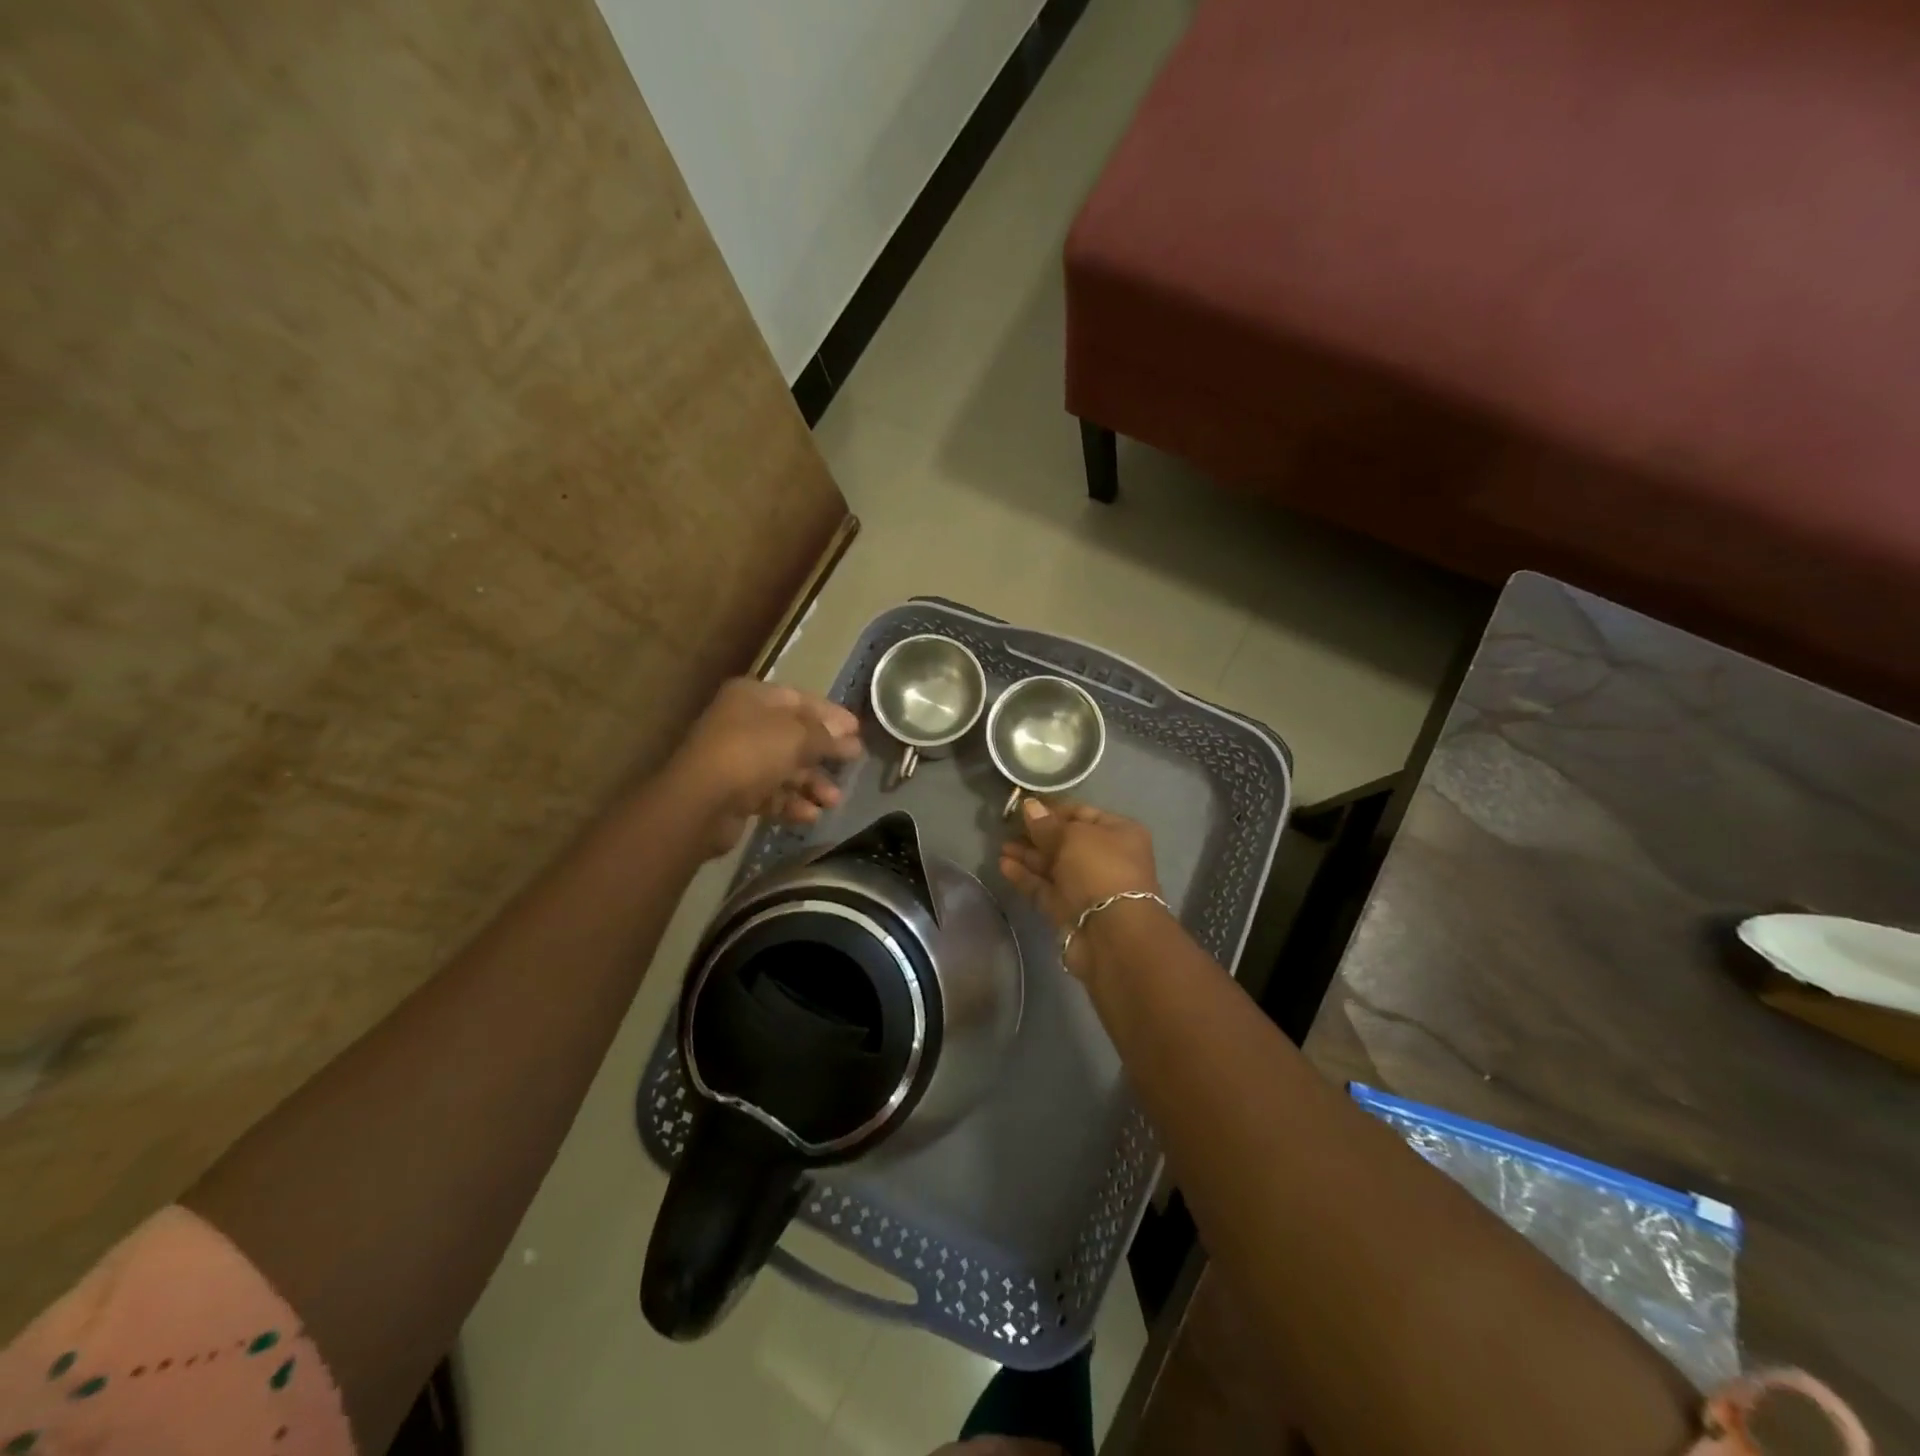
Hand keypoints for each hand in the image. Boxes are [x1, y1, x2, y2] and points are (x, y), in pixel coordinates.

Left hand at [669, 679, 863, 855]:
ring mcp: (736, 759)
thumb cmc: (752, 753)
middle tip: (854, 763)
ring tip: (834, 800)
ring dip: (812, 783)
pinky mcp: (734, 793)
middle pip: (794, 735)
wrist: (701, 802)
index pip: (801, 699)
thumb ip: (826, 735)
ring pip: (784, 768)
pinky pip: (771, 794)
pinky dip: (792, 803)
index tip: (858, 730)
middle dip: (824, 753)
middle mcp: (743, 723)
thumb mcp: (798, 736)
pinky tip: (811, 815)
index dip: (831, 715)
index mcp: (753, 697)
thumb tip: (848, 736)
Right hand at [998, 799, 1161, 975]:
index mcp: (1118, 833)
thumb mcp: (1072, 836)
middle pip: (1066, 841)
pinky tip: (1003, 866)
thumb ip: (1046, 824)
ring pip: (1053, 866)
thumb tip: (1029, 806)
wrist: (1111, 933)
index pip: (1082, 814)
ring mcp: (1087, 886)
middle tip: (1007, 826)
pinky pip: (1044, 888)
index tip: (1024, 807)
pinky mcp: (1068, 910)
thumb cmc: (1099, 869)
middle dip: (1037, 834)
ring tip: (1000, 846)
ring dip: (1028, 855)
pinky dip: (1026, 877)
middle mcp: (1105, 858)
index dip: (1053, 809)